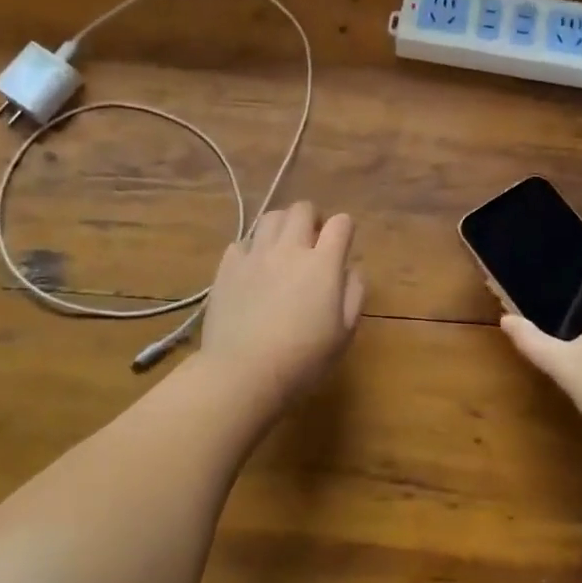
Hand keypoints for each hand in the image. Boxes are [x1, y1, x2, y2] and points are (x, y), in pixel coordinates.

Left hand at [200, 202, 365, 405]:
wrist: (243, 372)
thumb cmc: (302, 359)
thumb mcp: (344, 333)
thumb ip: (354, 294)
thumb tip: (350, 269)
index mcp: (323, 263)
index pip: (341, 223)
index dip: (345, 229)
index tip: (343, 243)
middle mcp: (289, 249)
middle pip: (302, 209)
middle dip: (312, 218)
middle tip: (312, 240)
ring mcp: (255, 255)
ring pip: (271, 217)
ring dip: (282, 226)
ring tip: (283, 247)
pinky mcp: (227, 266)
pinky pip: (242, 242)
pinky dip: (252, 248)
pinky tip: (254, 268)